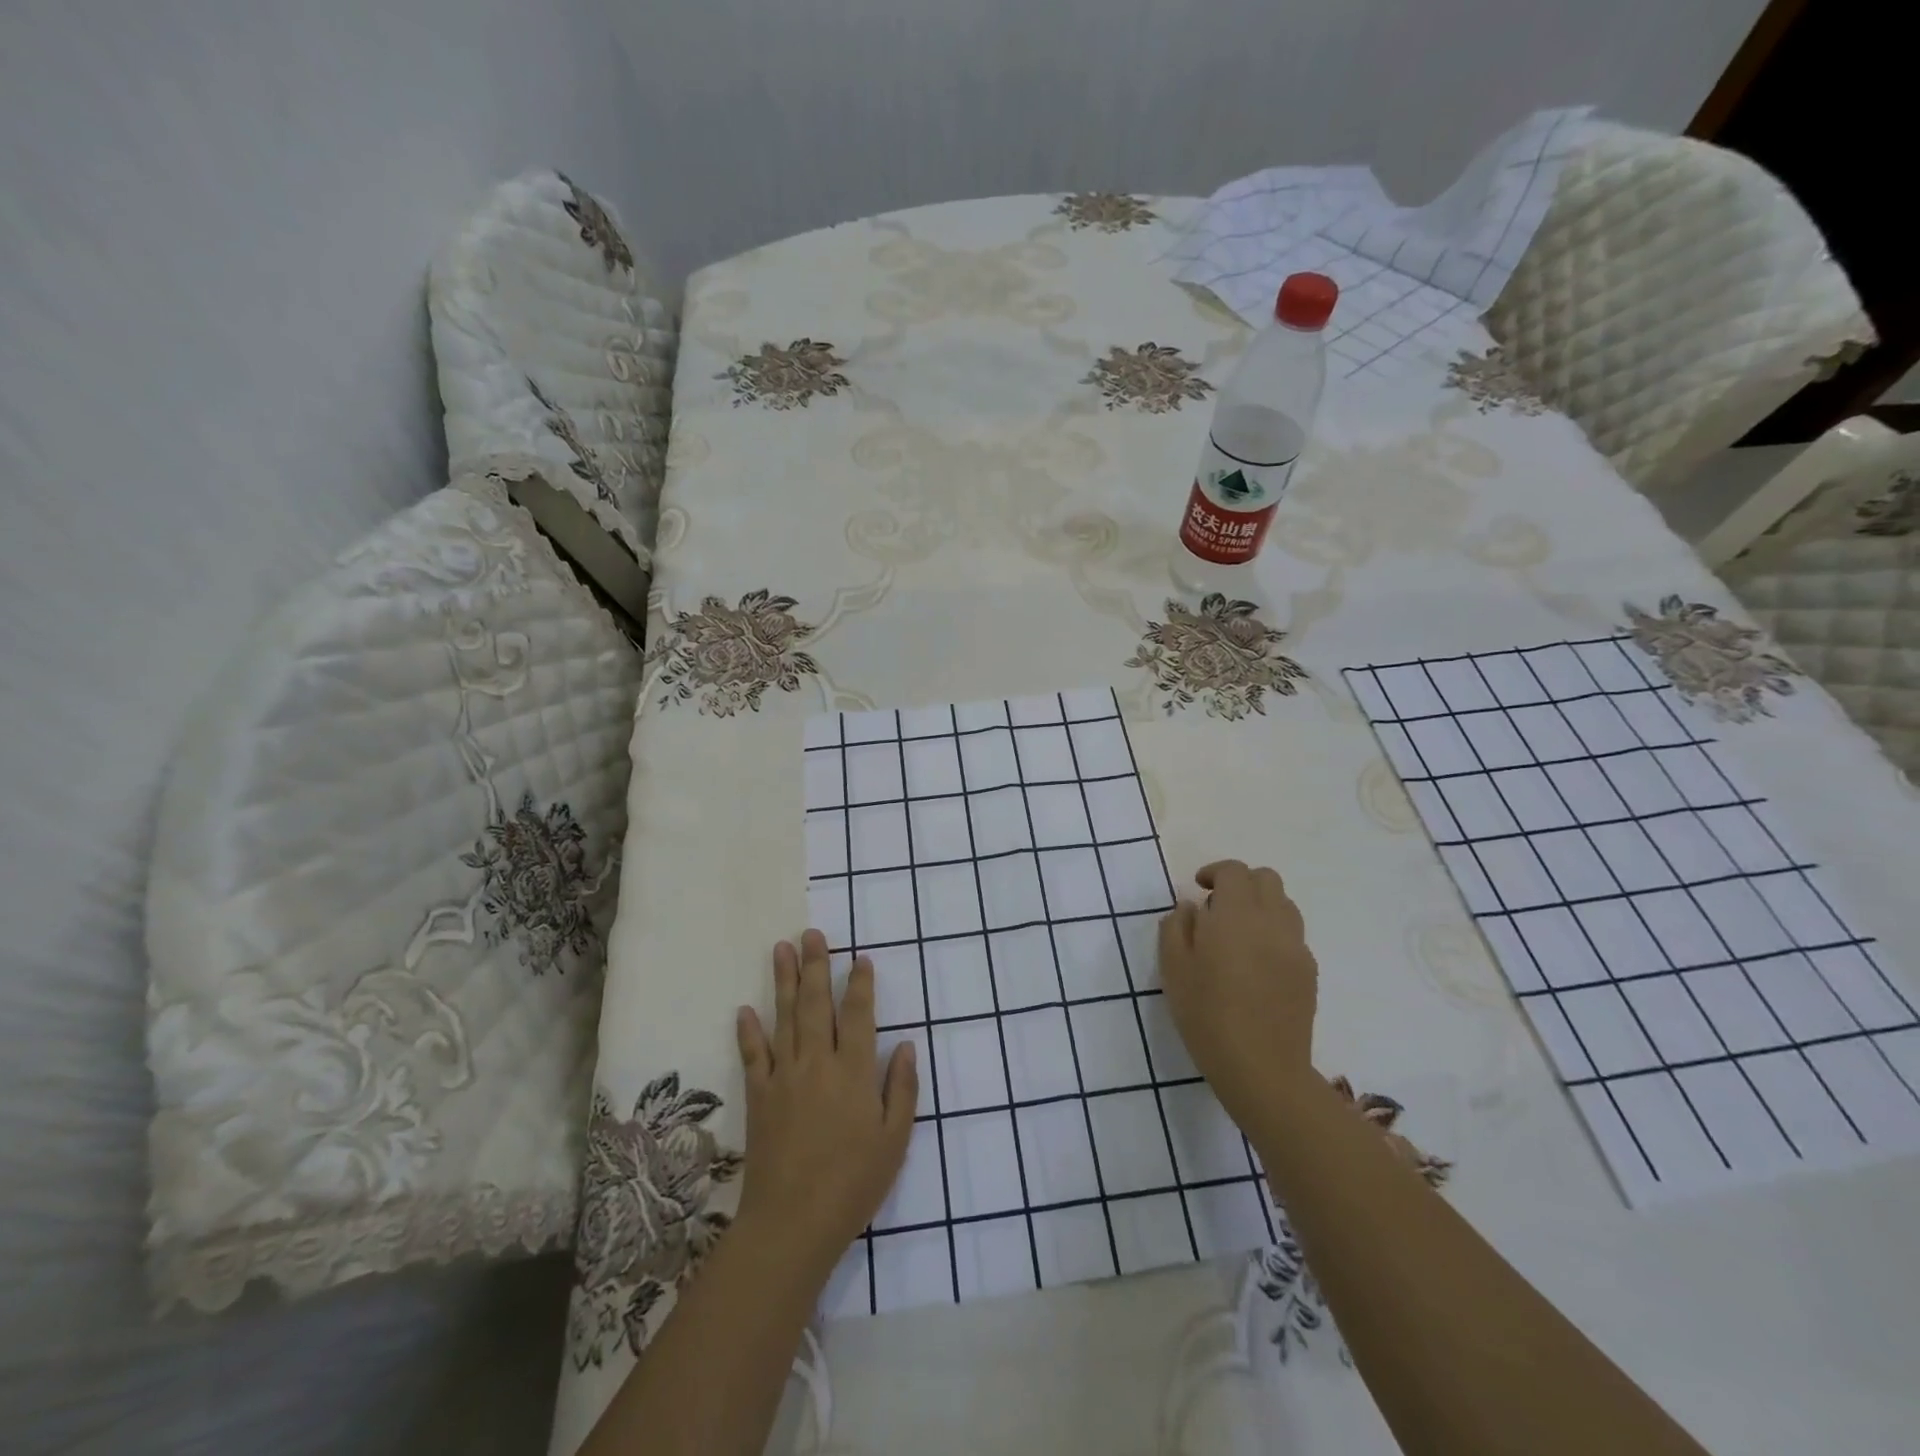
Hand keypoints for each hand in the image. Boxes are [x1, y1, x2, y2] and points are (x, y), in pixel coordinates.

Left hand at [733, 930, 916, 1282]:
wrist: (792, 1222)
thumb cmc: (853, 1182)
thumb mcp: (895, 1139)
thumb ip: (902, 1088)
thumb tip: (907, 1045)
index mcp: (854, 1071)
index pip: (859, 1015)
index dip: (860, 984)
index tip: (860, 958)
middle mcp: (818, 1063)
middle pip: (817, 1004)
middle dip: (816, 966)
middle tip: (812, 934)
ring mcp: (784, 1077)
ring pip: (784, 1018)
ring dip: (783, 981)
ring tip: (781, 948)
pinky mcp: (759, 1097)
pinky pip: (753, 1056)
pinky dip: (748, 1032)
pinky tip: (744, 1009)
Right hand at [1158, 860, 1318, 1131]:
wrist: (1262, 1068)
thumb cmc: (1207, 1015)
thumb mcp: (1173, 969)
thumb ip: (1176, 927)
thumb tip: (1189, 907)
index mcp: (1236, 915)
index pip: (1235, 871)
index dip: (1215, 872)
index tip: (1198, 888)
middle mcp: (1272, 922)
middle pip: (1266, 879)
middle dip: (1241, 883)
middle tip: (1217, 908)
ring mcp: (1296, 947)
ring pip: (1284, 905)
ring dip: (1261, 906)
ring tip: (1238, 934)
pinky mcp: (1309, 972)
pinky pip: (1293, 936)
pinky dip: (1274, 934)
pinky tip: (1256, 964)